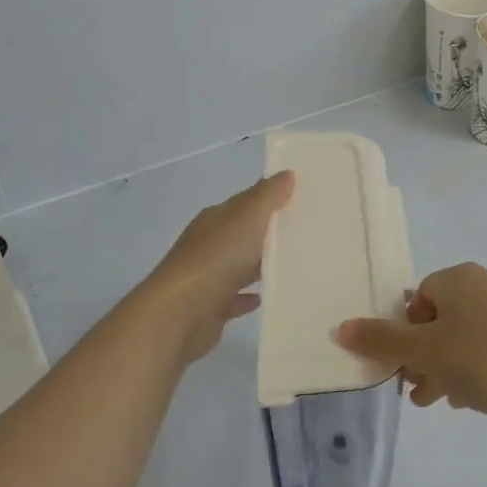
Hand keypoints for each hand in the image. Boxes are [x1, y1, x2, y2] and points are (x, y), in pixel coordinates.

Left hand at [143, 172, 293, 363]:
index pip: (245, 202)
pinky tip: (269, 297)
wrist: (179, 314)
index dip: (270, 198)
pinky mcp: (211, 307)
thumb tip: (286, 173)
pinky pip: (235, 298)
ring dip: (261, 265)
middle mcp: (209, 245)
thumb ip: (267, 196)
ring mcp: (208, 277)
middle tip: (307, 233)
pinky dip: (249, 296)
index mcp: (215, 220)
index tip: (301, 198)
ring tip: (294, 265)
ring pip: (240, 266)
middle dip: (269, 232)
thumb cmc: (216, 259)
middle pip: (243, 234)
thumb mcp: (246, 218)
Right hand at [337, 263, 486, 429]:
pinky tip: (476, 398)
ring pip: (465, 335)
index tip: (405, 369)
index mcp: (460, 277)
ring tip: (444, 401)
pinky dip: (476, 367)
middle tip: (419, 393)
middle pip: (440, 318)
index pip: (417, 299)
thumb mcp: (426, 353)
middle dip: (424, 356)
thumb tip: (340, 327)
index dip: (405, 334)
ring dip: (447, 366)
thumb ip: (381, 341)